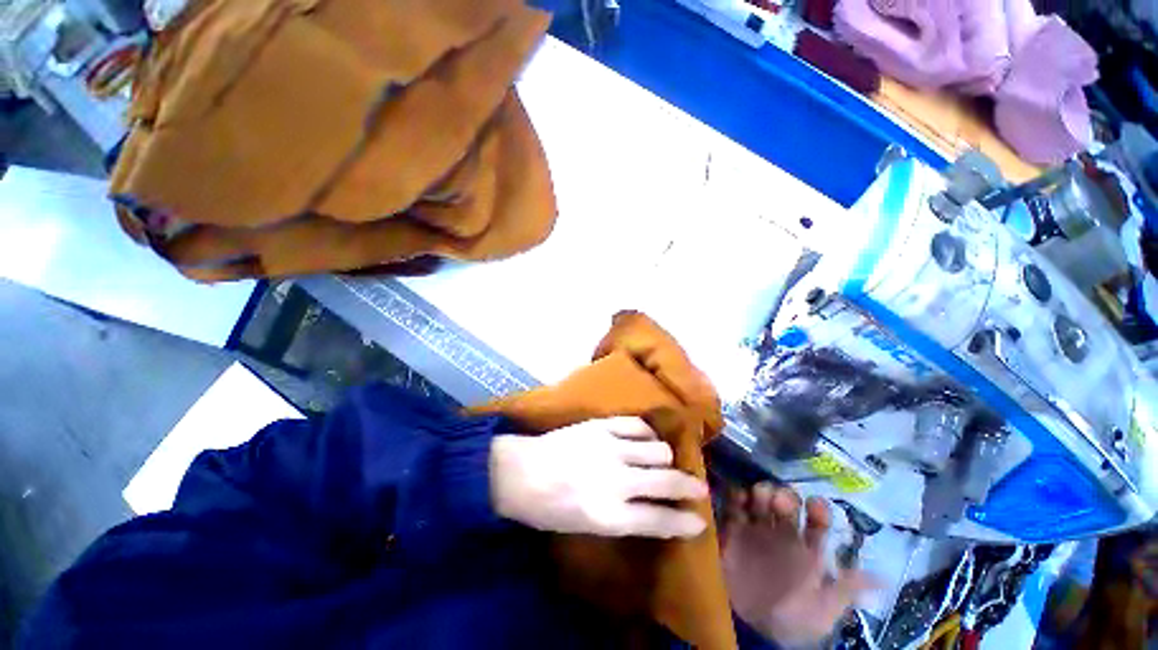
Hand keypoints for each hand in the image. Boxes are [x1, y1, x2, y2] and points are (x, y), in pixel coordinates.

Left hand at [489, 417, 708, 537]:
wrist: (521, 472)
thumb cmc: (550, 509)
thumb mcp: (587, 527)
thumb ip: (624, 518)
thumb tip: (655, 509)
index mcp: (608, 515)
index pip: (660, 520)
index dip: (685, 521)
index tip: (700, 520)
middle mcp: (615, 480)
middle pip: (666, 481)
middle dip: (689, 487)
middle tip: (699, 488)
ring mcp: (609, 447)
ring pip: (657, 449)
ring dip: (665, 458)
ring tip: (663, 461)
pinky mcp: (601, 425)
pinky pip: (637, 425)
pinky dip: (647, 433)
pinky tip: (645, 439)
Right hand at [722, 483, 876, 646]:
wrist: (749, 626)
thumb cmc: (792, 618)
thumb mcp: (824, 609)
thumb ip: (847, 589)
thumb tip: (885, 579)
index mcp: (806, 552)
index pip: (816, 525)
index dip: (818, 511)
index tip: (816, 503)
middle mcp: (782, 537)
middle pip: (786, 507)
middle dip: (786, 498)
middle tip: (781, 499)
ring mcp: (756, 532)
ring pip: (761, 503)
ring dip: (762, 493)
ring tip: (761, 495)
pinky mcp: (732, 531)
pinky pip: (733, 507)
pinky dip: (736, 496)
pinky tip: (741, 496)